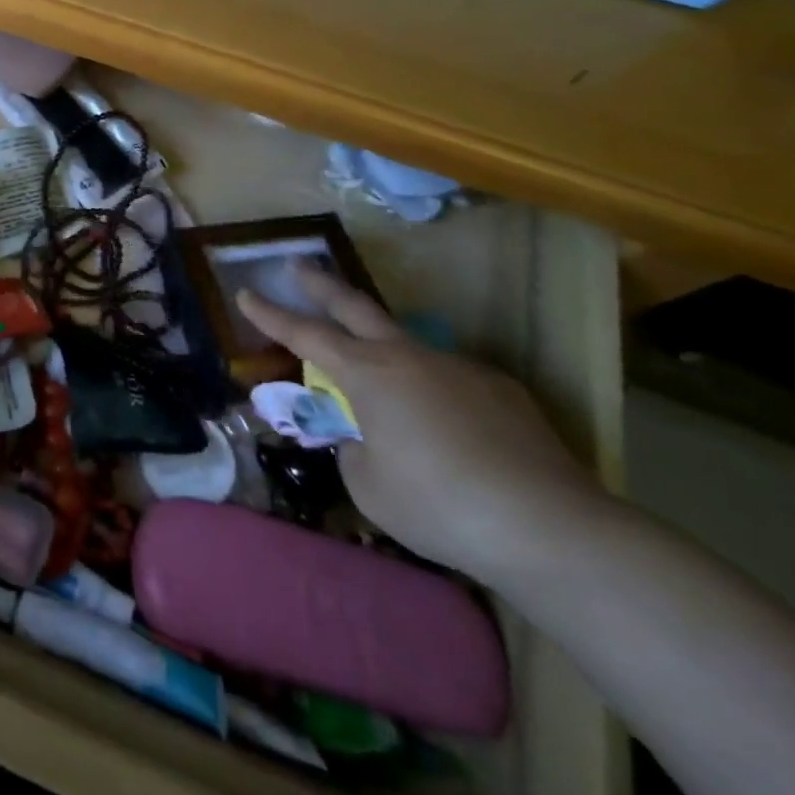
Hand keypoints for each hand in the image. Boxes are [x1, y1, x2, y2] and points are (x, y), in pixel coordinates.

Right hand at [235, 264, 605, 584]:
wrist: (549, 528)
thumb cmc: (438, 504)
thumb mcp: (368, 484)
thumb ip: (353, 449)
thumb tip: (364, 438)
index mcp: (367, 373)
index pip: (304, 334)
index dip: (270, 314)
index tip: (245, 293)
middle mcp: (409, 357)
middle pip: (355, 307)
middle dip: (320, 285)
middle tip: (297, 265)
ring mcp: (459, 368)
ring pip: (408, 346)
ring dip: (385, 352)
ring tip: (385, 390)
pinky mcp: (503, 392)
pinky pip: (451, 380)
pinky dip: (435, 393)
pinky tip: (450, 431)